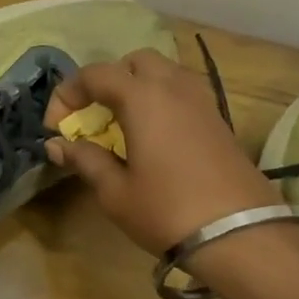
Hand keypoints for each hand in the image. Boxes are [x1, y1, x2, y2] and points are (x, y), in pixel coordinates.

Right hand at [44, 48, 277, 255]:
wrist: (242, 237)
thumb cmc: (167, 210)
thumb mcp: (115, 191)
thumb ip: (84, 159)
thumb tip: (56, 145)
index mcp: (141, 97)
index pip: (95, 74)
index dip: (68, 94)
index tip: (56, 127)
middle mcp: (172, 87)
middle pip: (134, 62)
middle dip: (108, 80)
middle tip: (94, 114)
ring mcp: (201, 102)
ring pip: (164, 73)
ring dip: (137, 87)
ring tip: (123, 122)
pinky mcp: (219, 121)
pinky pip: (183, 93)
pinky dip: (161, 101)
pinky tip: (153, 135)